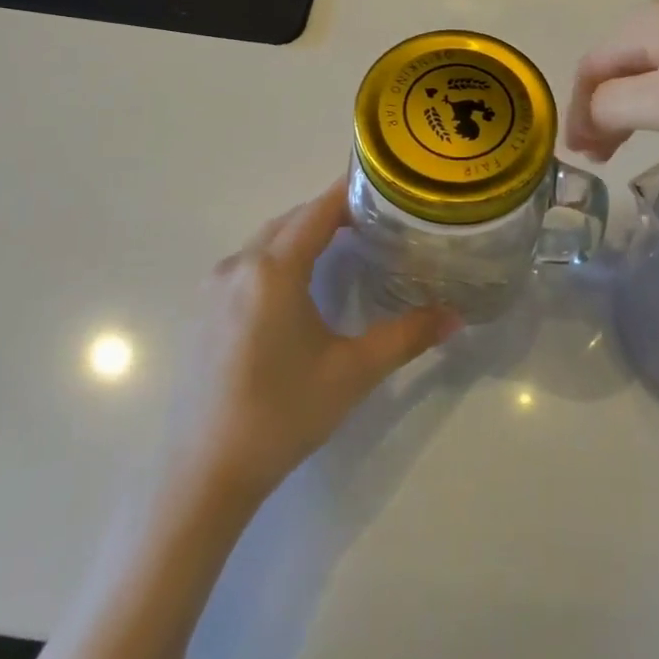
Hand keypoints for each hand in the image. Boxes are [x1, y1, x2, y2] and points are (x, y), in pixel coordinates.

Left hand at [183, 180, 459, 500]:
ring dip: (304, 233)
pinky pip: (249, 263)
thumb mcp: (352, 372)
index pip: (318, 210)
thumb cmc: (282, 414)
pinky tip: (301, 285)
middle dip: (332, 212)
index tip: (386, 184)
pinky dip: (280, 256)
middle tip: (377, 218)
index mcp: (274, 269)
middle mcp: (239, 265)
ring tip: (346, 244)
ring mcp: (214, 288)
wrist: (202, 473)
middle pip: (292, 219)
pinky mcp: (204, 311)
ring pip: (267, 240)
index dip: (352, 191)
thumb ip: (407, 336)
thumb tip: (455, 316)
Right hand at [566, 0, 658, 160]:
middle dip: (604, 107)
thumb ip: (615, 105)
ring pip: (656, 57)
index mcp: (648, 20)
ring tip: (641, 137)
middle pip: (620, 59)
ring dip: (637, 98)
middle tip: (606, 155)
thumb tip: (592, 111)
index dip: (578, 113)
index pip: (590, 66)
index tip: (584, 158)